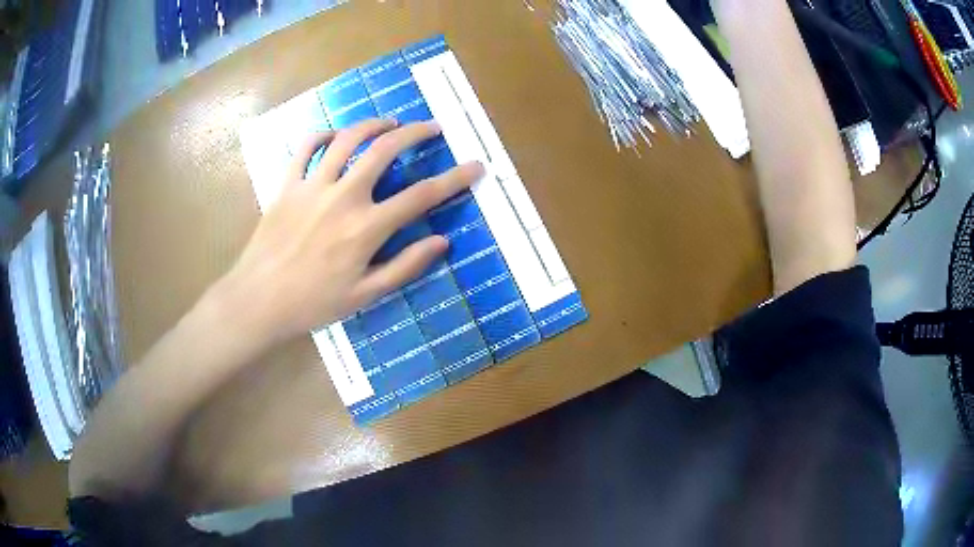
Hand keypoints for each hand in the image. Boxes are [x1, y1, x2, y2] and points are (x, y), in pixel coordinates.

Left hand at [214, 118, 483, 346]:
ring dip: (373, 124)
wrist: (259, 299)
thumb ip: (405, 266)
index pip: (421, 196)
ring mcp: (312, 186)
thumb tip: (441, 242)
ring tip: (390, 122)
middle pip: (384, 150)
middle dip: (414, 132)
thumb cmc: (313, 303)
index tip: (475, 165)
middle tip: (431, 127)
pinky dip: (324, 134)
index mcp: (365, 228)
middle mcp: (342, 197)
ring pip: (347, 140)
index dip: (453, 179)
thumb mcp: (365, 295)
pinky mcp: (288, 185)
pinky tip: (336, 135)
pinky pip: (307, 147)